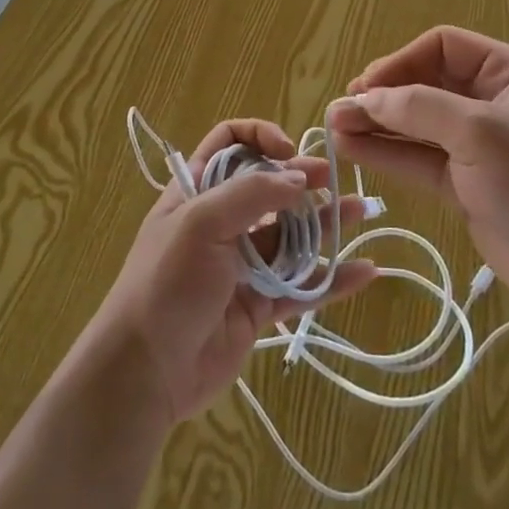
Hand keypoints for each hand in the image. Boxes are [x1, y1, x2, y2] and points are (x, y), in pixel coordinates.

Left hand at [87, 119, 377, 425]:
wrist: (144, 371)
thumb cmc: (167, 282)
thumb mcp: (200, 223)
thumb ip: (252, 194)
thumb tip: (300, 177)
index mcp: (197, 190)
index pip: (230, 143)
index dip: (260, 137)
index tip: (287, 151)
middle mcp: (221, 221)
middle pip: (268, 187)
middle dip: (302, 178)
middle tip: (332, 182)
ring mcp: (242, 264)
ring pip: (291, 235)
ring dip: (325, 222)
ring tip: (361, 211)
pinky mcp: (259, 305)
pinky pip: (301, 285)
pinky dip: (331, 278)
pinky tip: (364, 271)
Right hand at [326, 27, 508, 319]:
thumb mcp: (479, 132)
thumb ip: (418, 107)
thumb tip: (365, 97)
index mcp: (507, 73)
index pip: (442, 47)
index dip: (401, 61)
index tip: (367, 86)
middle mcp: (490, 101)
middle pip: (424, 85)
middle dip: (382, 96)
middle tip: (341, 110)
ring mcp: (476, 145)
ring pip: (416, 125)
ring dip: (377, 125)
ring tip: (334, 128)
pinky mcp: (465, 183)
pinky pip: (419, 159)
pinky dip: (387, 154)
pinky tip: (352, 151)